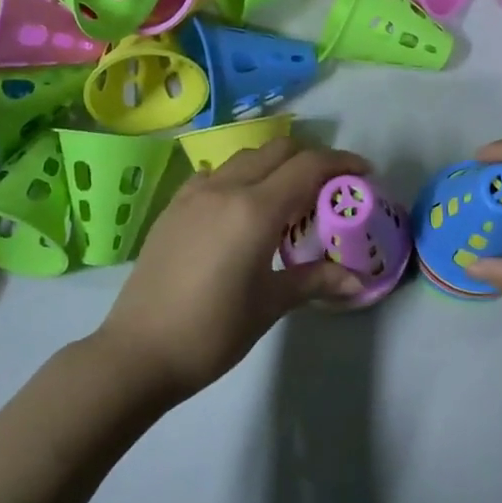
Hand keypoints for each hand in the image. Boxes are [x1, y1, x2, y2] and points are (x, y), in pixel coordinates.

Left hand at [94, 136, 369, 401]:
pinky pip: (215, 174)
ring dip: (274, 165)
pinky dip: (240, 177)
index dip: (341, 163)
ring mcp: (194, 194)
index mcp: (254, 210)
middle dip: (310, 158)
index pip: (307, 167)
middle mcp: (225, 188)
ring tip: (288, 197)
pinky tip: (242, 208)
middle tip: (329, 186)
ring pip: (245, 158)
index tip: (363, 174)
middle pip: (277, 150)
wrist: (138, 352)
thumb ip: (315, 281)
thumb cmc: (212, 331)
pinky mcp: (173, 207)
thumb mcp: (270, 304)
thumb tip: (359, 281)